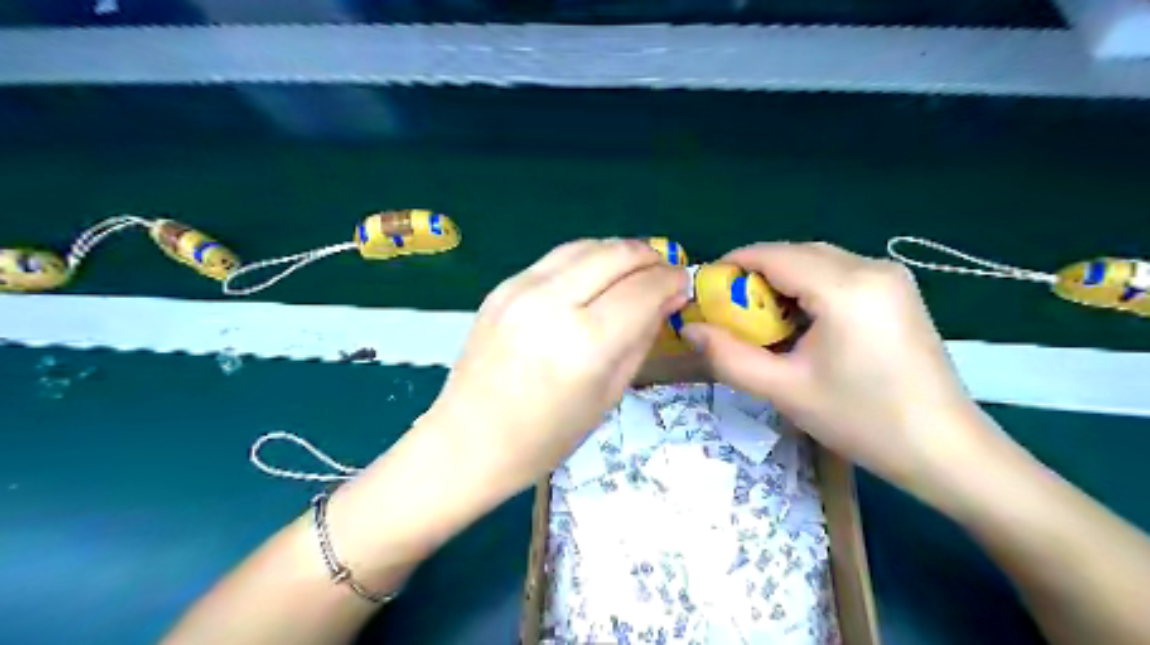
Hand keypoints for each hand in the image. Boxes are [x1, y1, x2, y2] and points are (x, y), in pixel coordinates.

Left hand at [425, 238, 686, 495]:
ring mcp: (521, 289)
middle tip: (663, 272)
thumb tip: (666, 299)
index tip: (683, 285)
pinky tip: (595, 276)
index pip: (643, 289)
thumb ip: (641, 339)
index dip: (671, 281)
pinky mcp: (502, 286)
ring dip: (619, 251)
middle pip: (616, 254)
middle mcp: (553, 303)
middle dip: (650, 257)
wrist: (469, 441)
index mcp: (585, 343)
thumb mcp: (608, 395)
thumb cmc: (546, 437)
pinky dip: (587, 258)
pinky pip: (556, 258)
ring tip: (634, 269)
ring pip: (586, 245)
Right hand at [682, 243, 997, 499]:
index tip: (707, 289)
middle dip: (756, 274)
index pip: (774, 254)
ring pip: (817, 261)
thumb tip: (689, 330)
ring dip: (782, 281)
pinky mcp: (897, 291)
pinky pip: (839, 273)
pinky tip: (802, 322)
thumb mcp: (784, 390)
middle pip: (796, 252)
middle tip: (732, 312)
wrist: (945, 449)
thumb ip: (728, 357)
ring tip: (763, 320)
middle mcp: (871, 267)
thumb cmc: (862, 420)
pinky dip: (809, 287)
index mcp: (845, 287)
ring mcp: (890, 277)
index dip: (733, 264)